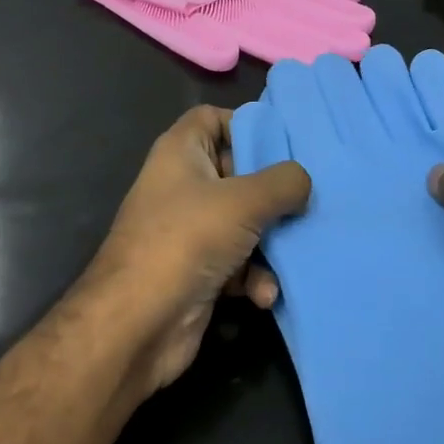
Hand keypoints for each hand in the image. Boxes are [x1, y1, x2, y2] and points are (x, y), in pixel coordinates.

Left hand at [85, 106, 309, 394]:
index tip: (285, 144)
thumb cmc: (187, 240)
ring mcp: (189, 230)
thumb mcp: (244, 201)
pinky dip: (254, 276)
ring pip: (243, 222)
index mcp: (181, 152)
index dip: (245, 124)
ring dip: (270, 242)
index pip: (211, 118)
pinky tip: (265, 293)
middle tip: (307, 198)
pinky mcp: (197, 270)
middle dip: (273, 190)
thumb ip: (283, 182)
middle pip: (237, 172)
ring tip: (292, 254)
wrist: (137, 325)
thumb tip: (303, 181)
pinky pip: (237, 262)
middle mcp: (183, 185)